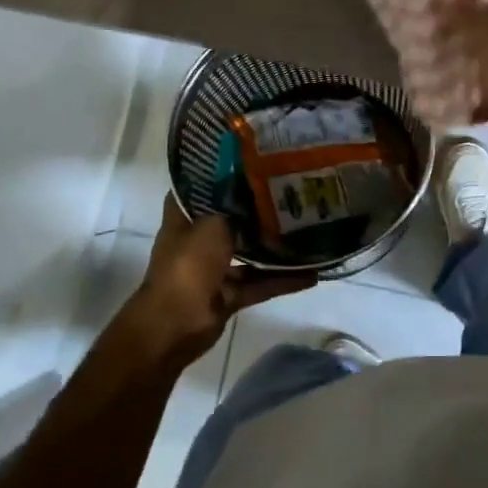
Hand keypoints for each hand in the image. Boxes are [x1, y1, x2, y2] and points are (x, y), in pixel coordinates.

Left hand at [121, 194, 314, 366]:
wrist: (175, 324)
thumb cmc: (189, 263)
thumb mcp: (213, 223)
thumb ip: (238, 211)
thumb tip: (262, 200)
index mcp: (186, 218)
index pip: (204, 188)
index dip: (226, 175)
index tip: (256, 162)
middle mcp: (199, 240)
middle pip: (233, 220)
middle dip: (259, 211)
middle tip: (294, 194)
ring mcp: (214, 269)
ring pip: (250, 253)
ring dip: (276, 248)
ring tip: (309, 232)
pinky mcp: (229, 295)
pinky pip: (260, 283)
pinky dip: (283, 281)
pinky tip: (312, 274)